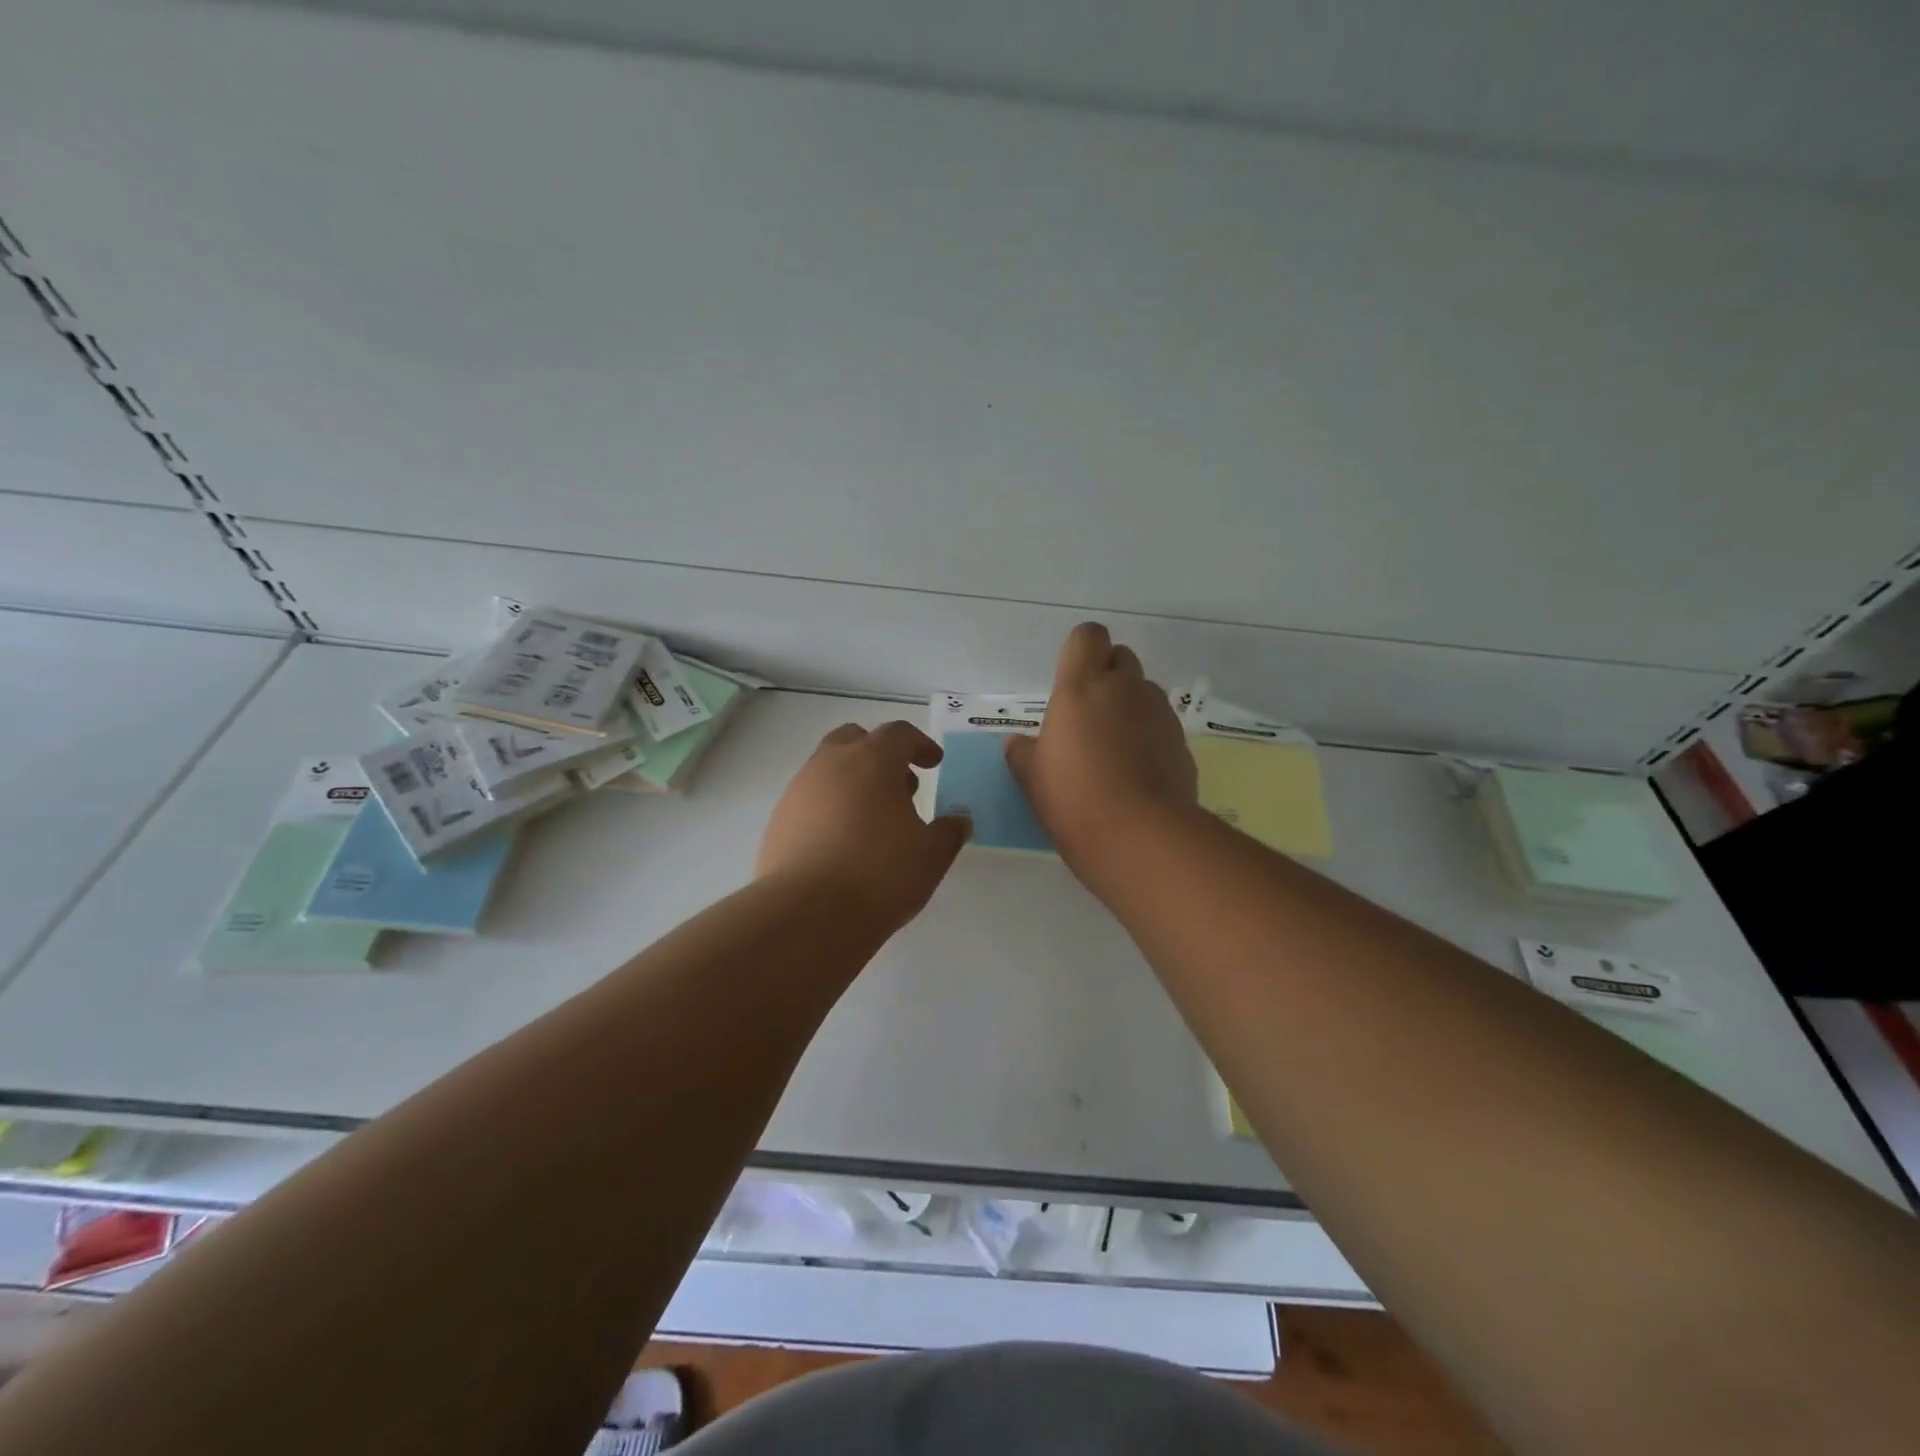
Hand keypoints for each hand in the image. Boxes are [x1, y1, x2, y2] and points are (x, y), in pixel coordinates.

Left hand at [758, 721, 971, 932]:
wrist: (807, 914)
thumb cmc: (879, 874)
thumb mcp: (931, 856)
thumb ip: (949, 832)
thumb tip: (959, 820)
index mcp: (872, 760)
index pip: (898, 734)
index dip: (920, 744)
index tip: (933, 763)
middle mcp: (830, 765)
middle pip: (855, 739)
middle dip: (879, 754)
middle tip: (900, 786)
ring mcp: (798, 791)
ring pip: (828, 769)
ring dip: (853, 782)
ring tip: (873, 820)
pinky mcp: (779, 821)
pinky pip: (810, 800)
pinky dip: (830, 808)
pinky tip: (843, 843)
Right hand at [1006, 623, 1197, 874]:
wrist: (1140, 836)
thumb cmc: (1073, 798)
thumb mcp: (1031, 777)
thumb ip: (1023, 752)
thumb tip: (1018, 743)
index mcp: (1082, 686)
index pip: (1088, 636)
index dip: (1081, 650)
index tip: (1070, 679)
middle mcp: (1125, 688)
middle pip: (1121, 658)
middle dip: (1107, 675)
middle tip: (1088, 715)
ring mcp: (1159, 714)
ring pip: (1144, 692)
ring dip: (1130, 706)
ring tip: (1114, 749)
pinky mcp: (1181, 743)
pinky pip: (1161, 726)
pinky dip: (1149, 737)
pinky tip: (1136, 773)